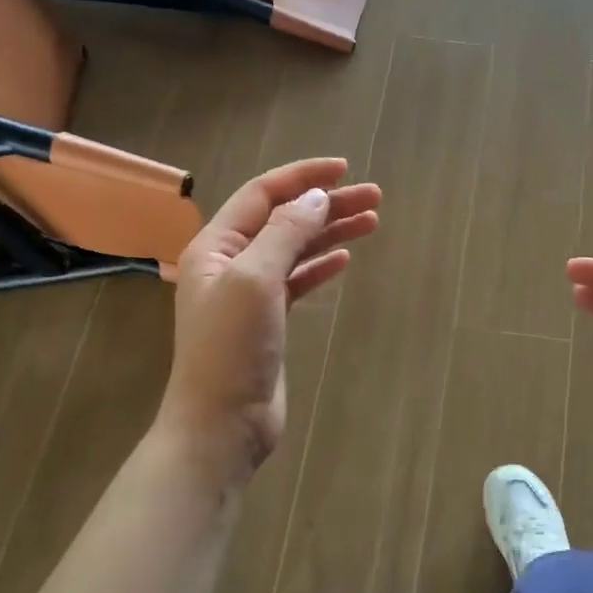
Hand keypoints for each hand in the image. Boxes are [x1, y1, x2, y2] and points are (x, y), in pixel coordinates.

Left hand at [158, 158, 380, 487]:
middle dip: (328, 204)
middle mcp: (231, 262)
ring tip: (372, 221)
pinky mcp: (268, 320)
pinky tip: (344, 258)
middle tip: (375, 197)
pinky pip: (298, 280)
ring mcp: (250, 292)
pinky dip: (320, 265)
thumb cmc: (230, 347)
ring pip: (295, 248)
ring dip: (330, 232)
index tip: (345, 169)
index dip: (304, 176)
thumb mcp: (255, 280)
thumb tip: (317, 197)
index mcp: (217, 245)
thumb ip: (286, 233)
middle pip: (285, 219)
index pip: (263, 194)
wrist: (221, 423)